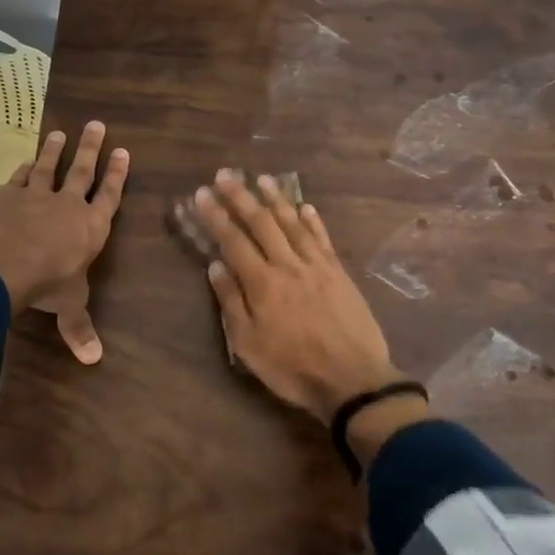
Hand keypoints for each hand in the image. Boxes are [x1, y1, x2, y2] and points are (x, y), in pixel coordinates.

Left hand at [0, 121, 128, 363]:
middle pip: (83, 170)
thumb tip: (95, 360)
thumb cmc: (46, 284)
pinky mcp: (6, 195)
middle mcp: (67, 205)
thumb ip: (80, 327)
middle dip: (91, 148)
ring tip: (60, 132)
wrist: (1, 266)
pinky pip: (18, 177)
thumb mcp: (68, 305)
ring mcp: (35, 195)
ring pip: (49, 166)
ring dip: (55, 149)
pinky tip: (26, 161)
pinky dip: (24, 168)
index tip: (124, 152)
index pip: (109, 196)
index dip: (117, 175)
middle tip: (97, 124)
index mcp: (90, 227)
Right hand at [193, 170, 407, 423]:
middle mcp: (288, 265)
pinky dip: (312, 220)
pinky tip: (305, 206)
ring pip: (293, 223)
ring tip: (262, 178)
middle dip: (241, 196)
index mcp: (262, 283)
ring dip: (276, 198)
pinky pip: (322, 238)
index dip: (216, 216)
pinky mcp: (339, 272)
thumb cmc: (293, 368)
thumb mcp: (249, 345)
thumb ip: (232, 302)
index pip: (233, 240)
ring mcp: (316, 266)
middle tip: (226, 174)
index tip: (202, 194)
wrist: (353, 380)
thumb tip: (215, 265)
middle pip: (261, 222)